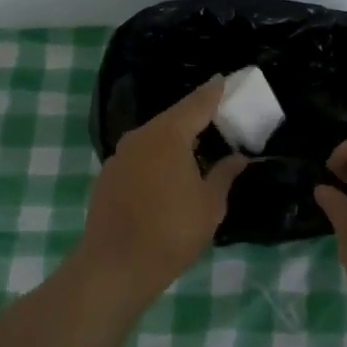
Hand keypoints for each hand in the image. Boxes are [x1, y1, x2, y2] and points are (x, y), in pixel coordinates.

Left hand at [78, 77, 247, 303]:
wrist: (115, 267)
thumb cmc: (171, 232)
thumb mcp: (210, 205)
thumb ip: (224, 175)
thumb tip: (238, 158)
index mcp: (168, 135)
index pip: (197, 103)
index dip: (215, 92)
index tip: (227, 79)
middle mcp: (140, 136)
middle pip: (174, 118)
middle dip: (197, 117)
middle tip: (220, 119)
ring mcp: (120, 156)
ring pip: (155, 138)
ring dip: (176, 140)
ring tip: (199, 148)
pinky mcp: (108, 176)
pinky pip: (141, 156)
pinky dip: (158, 158)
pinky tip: (170, 174)